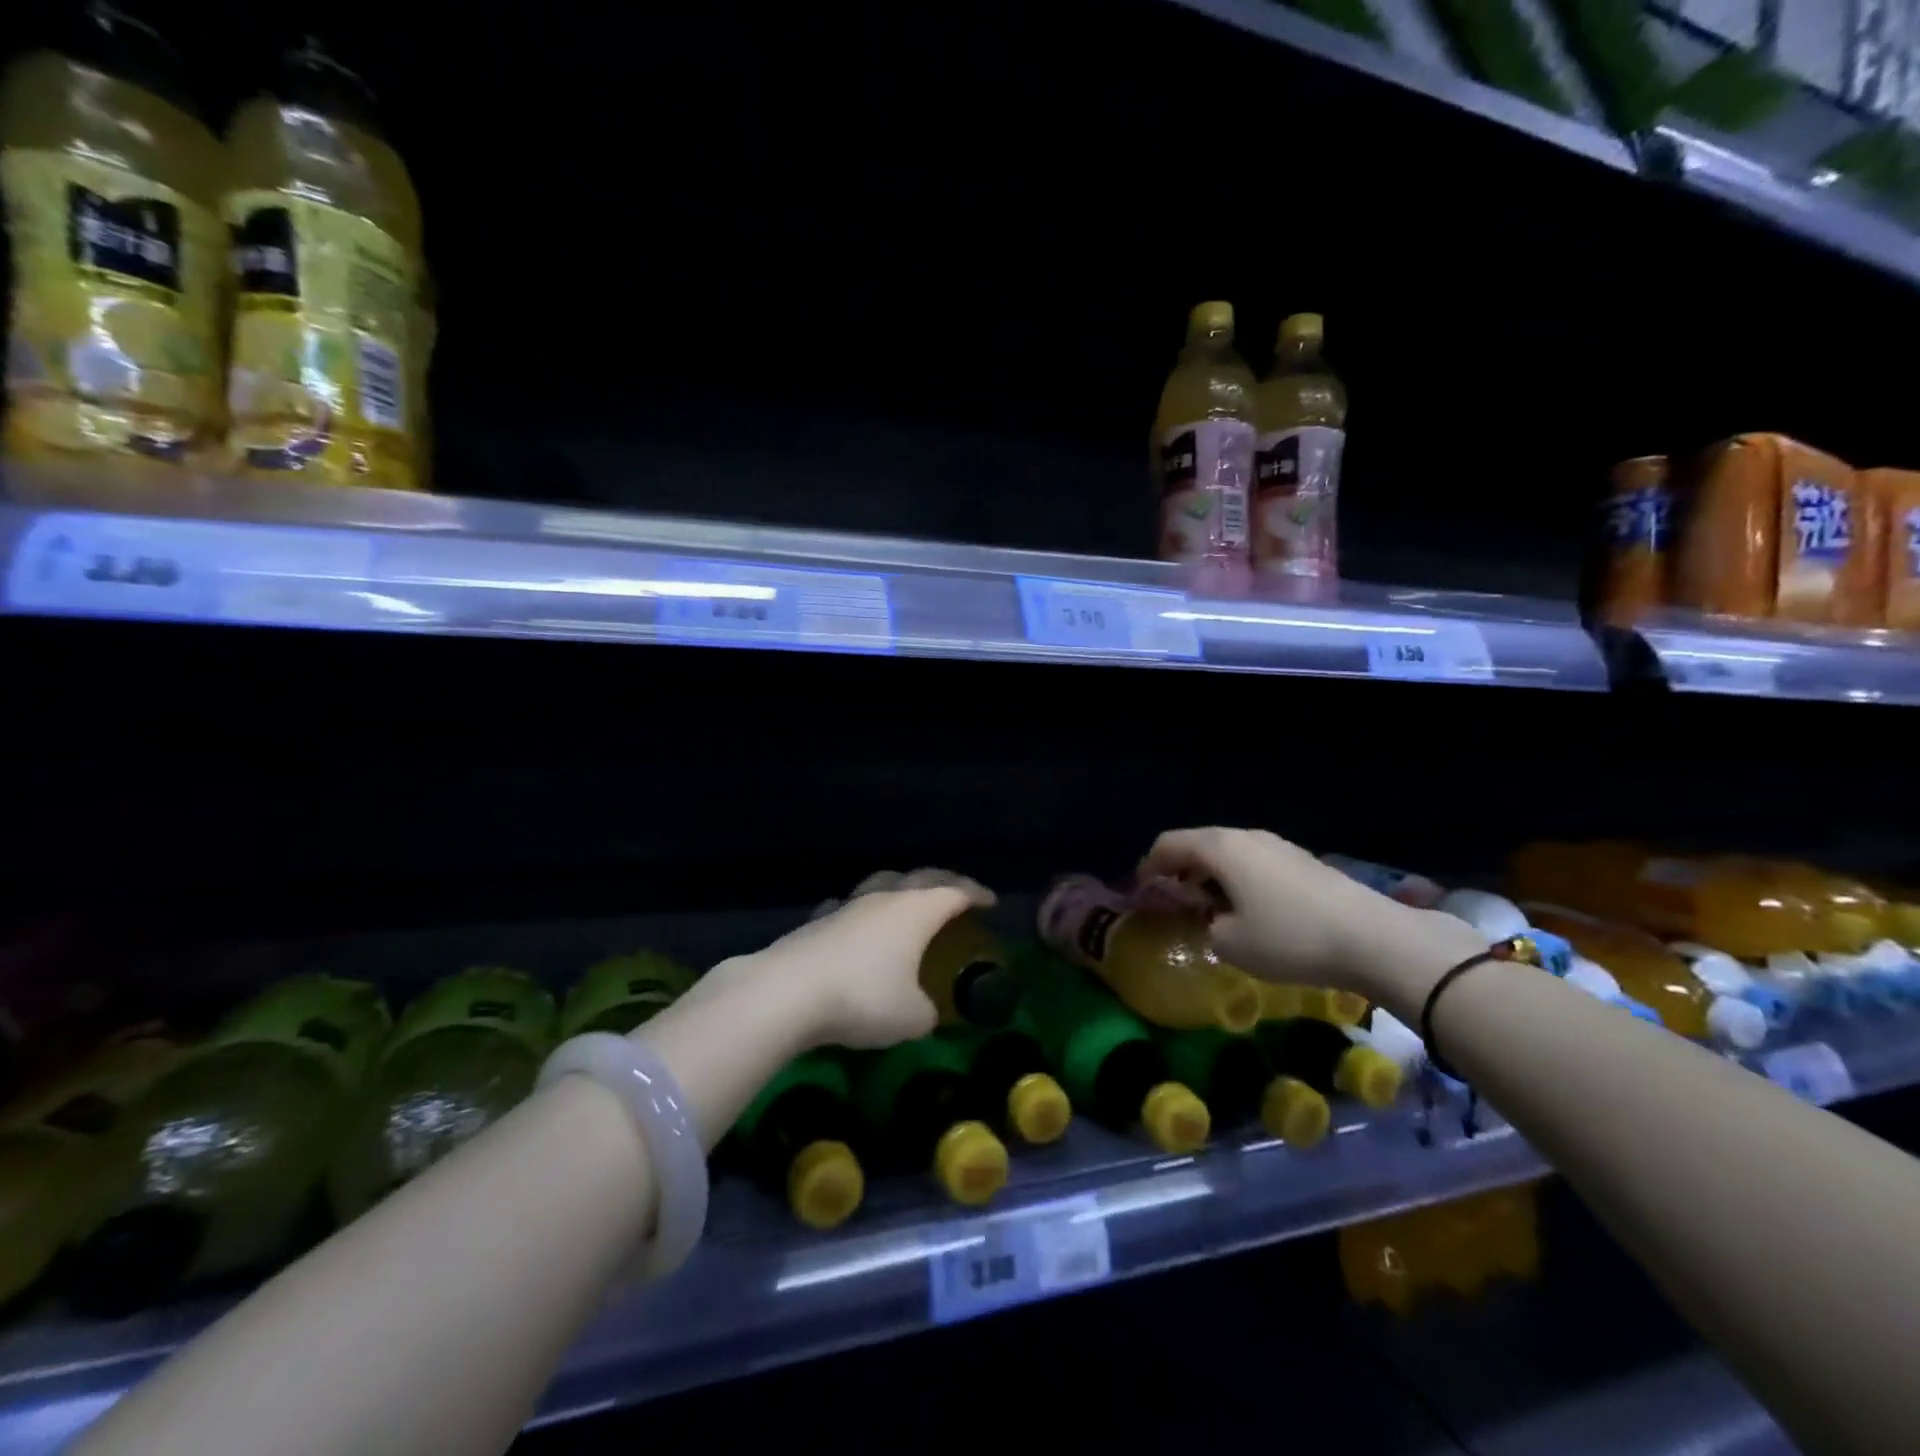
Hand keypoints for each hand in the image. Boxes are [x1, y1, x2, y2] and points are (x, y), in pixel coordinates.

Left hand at [701, 882, 994, 1049]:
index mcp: (916, 911)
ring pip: (881, 884)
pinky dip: (860, 912)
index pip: (954, 891)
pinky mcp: (817, 921)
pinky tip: (855, 924)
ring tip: (907, 902)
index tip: (991, 901)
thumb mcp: (911, 1017)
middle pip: (920, 878)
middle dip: (943, 882)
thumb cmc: (863, 999)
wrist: (788, 993)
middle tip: (958, 893)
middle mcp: (884, 899)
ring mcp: (847, 906)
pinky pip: (846, 907)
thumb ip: (927, 1012)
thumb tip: (925, 1011)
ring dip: (900, 889)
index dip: (976, 893)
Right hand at [1138, 827, 1482, 997]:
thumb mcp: (1230, 943)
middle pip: (1198, 843)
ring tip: (1208, 906)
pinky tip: (1247, 908)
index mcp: (1220, 848)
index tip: (1141, 892)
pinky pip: (1254, 862)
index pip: (1168, 844)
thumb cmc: (1289, 938)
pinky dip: (1237, 878)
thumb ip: (1205, 924)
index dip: (1148, 866)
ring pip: (1228, 852)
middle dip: (1179, 869)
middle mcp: (1246, 837)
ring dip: (1210, 874)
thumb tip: (1212, 916)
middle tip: (1171, 900)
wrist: (1373, 938)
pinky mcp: (1303, 861)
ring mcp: (1278, 846)